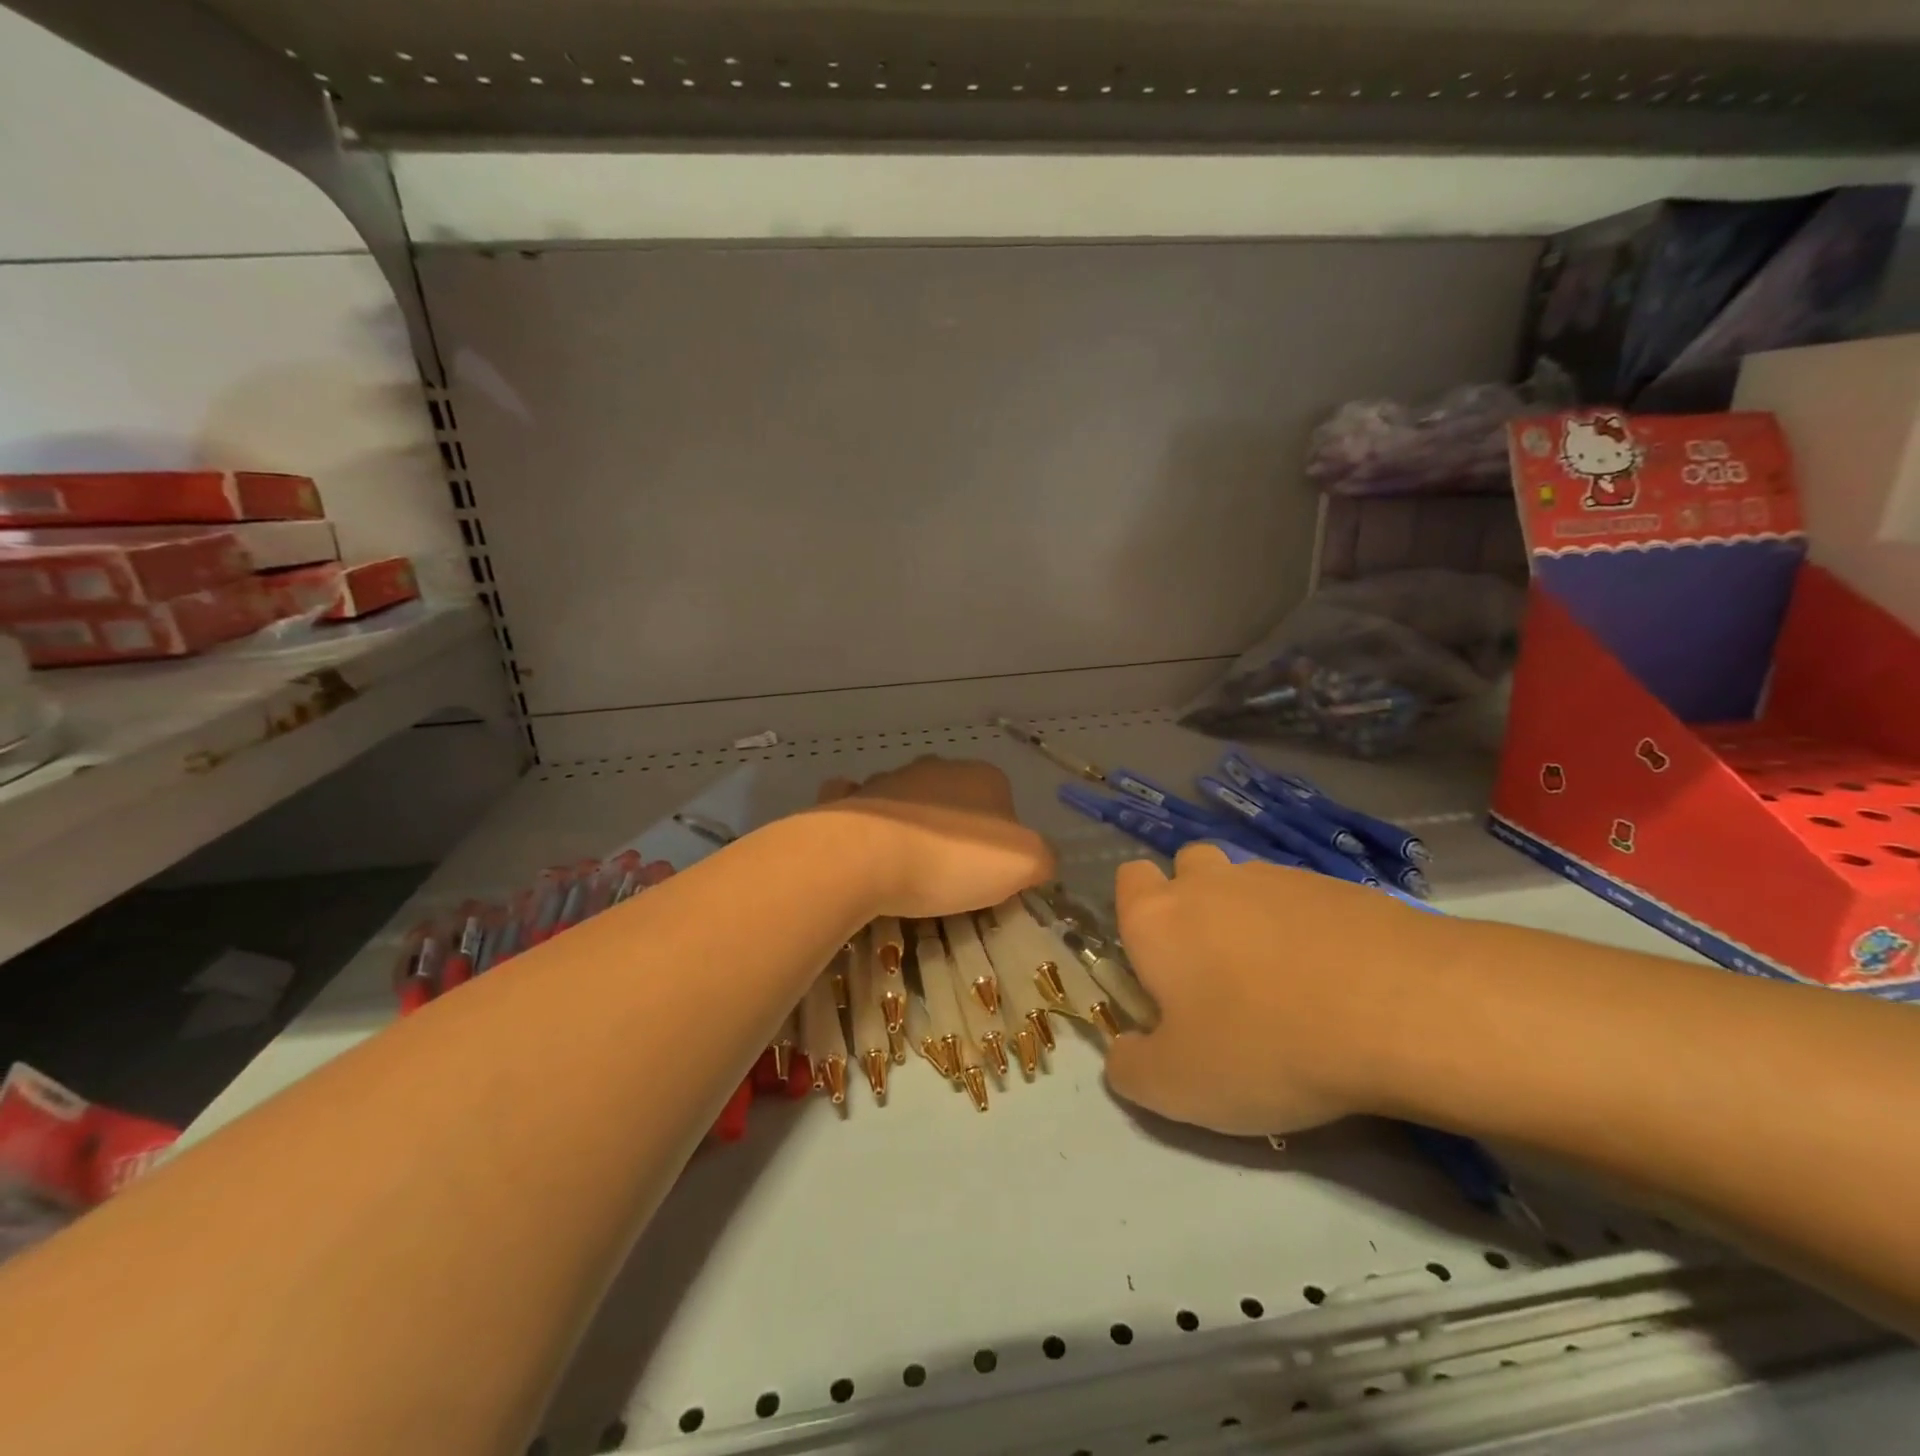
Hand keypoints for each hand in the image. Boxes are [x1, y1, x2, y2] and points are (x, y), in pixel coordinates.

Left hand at [810, 756, 1054, 920]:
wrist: (864, 856)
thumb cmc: (952, 858)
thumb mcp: (1024, 863)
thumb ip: (1042, 857)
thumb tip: (1038, 860)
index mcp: (982, 776)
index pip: (1005, 805)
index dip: (1003, 842)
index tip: (990, 877)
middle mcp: (936, 767)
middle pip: (956, 802)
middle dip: (956, 832)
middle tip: (951, 878)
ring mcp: (887, 779)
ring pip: (909, 802)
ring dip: (912, 828)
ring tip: (907, 874)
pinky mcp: (848, 799)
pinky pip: (861, 808)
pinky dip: (866, 823)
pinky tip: (865, 851)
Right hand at [1102, 843, 1454, 1136]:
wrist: (1400, 1010)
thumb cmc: (1265, 1045)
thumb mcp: (1178, 1086)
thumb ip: (1130, 1068)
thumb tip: (1123, 1053)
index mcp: (1158, 917)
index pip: (1128, 881)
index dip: (1137, 916)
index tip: (1159, 965)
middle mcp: (1209, 882)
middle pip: (1188, 868)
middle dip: (1194, 904)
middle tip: (1218, 969)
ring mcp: (1277, 877)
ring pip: (1247, 884)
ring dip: (1252, 918)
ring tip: (1286, 982)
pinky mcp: (1339, 886)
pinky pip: (1305, 901)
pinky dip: (1308, 930)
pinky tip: (1336, 980)